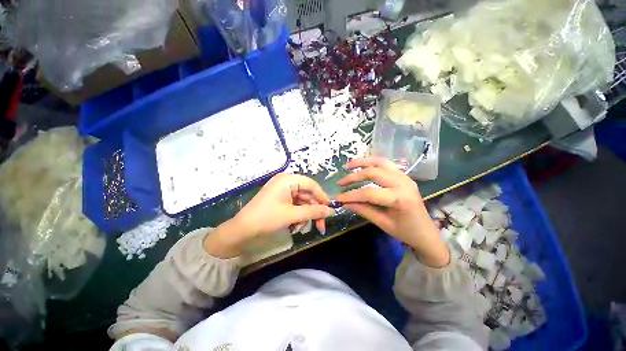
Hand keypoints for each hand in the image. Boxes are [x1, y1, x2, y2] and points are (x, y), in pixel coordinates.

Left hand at [204, 174, 333, 257]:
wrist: (241, 230)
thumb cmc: (266, 218)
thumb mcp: (292, 215)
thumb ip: (313, 212)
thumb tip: (331, 211)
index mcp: (288, 180)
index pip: (311, 184)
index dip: (322, 196)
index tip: (329, 209)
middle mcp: (286, 182)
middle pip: (307, 194)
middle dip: (313, 211)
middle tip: (320, 226)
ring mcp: (283, 191)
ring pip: (302, 202)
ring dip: (305, 215)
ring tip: (300, 229)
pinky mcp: (280, 199)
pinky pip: (295, 206)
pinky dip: (298, 216)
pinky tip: (294, 227)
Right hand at [335, 157, 448, 267]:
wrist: (427, 233)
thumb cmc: (405, 232)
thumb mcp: (382, 223)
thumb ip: (363, 210)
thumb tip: (344, 202)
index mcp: (399, 199)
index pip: (369, 193)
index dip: (351, 195)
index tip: (337, 197)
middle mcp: (403, 183)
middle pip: (373, 173)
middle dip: (353, 176)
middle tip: (340, 182)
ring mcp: (404, 176)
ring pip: (380, 162)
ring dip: (362, 162)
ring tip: (348, 166)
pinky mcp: (403, 175)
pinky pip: (385, 164)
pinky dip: (371, 162)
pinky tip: (362, 166)